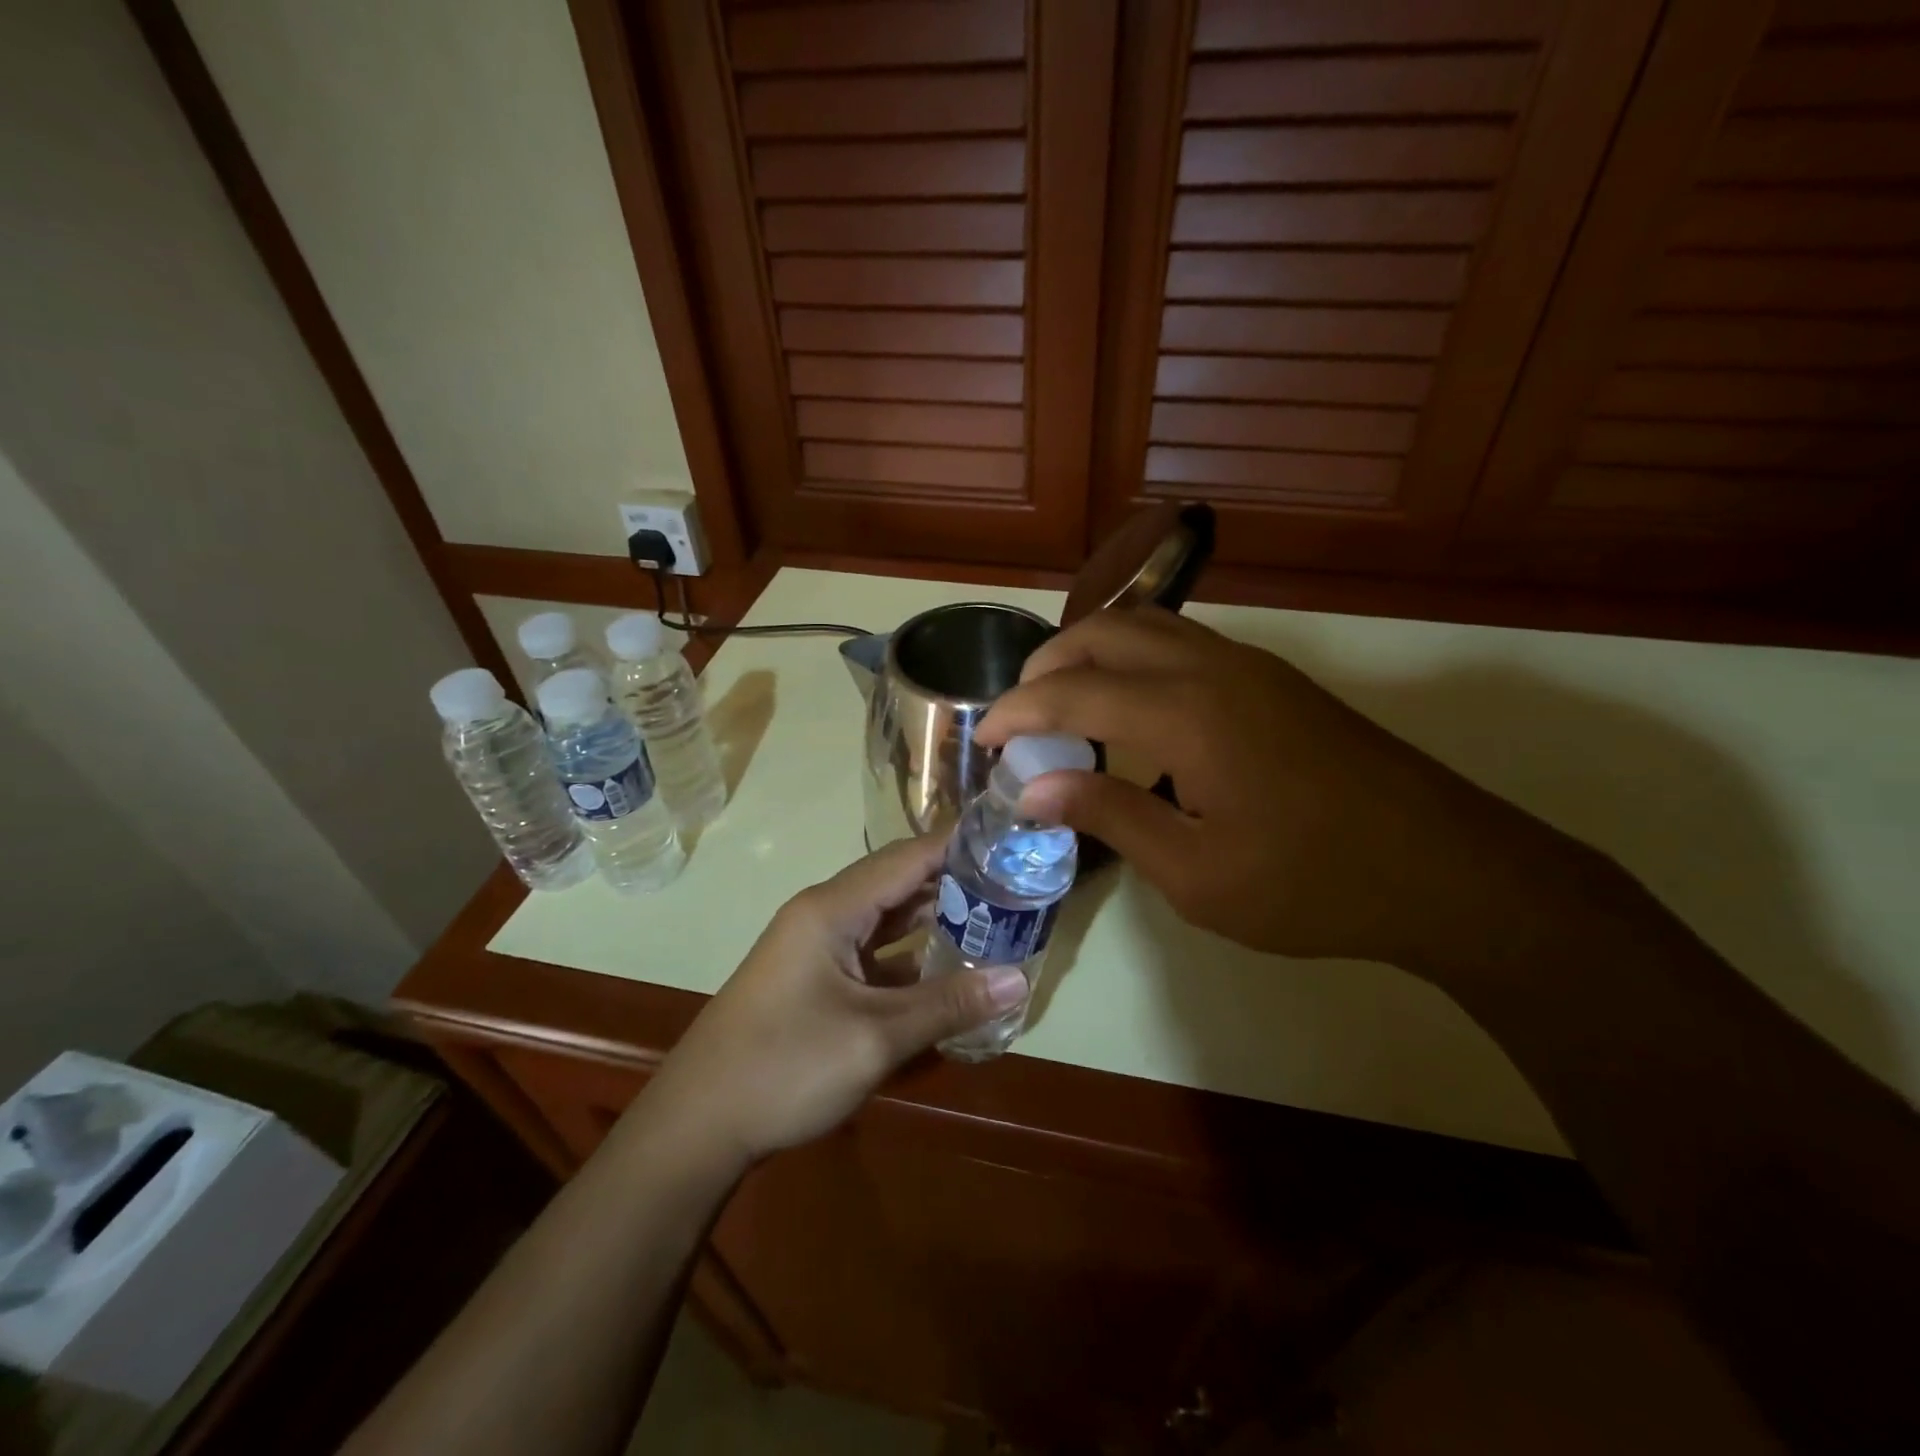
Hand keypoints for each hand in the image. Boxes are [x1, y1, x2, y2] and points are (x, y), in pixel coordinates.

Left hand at [644, 836, 1028, 1164]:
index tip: (1009, 842)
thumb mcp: (875, 1037)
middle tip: (1013, 885)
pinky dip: (908, 954)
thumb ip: (948, 1005)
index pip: (907, 857)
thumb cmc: (784, 1067)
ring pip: (885, 917)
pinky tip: (945, 969)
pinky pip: (871, 951)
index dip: (957, 846)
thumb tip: (1019, 980)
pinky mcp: (814, 977)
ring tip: (992, 918)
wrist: (696, 1125)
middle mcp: (824, 914)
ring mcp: (816, 946)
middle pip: (897, 882)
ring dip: (932, 918)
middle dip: (953, 881)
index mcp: (832, 908)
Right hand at [976, 608, 1560, 970]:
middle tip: (1020, 716)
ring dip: (1092, 652)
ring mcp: (1250, 667)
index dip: (1016, 712)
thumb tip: (1033, 786)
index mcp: (1187, 713)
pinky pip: (1182, 644)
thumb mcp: (1196, 872)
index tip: (983, 741)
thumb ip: (1110, 815)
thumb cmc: (1312, 883)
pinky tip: (1132, 713)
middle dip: (1048, 663)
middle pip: (1106, 630)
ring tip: (1065, 705)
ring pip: (1148, 625)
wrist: (1446, 870)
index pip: (1072, 689)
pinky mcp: (1274, 681)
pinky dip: (1134, 660)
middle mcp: (1213, 668)